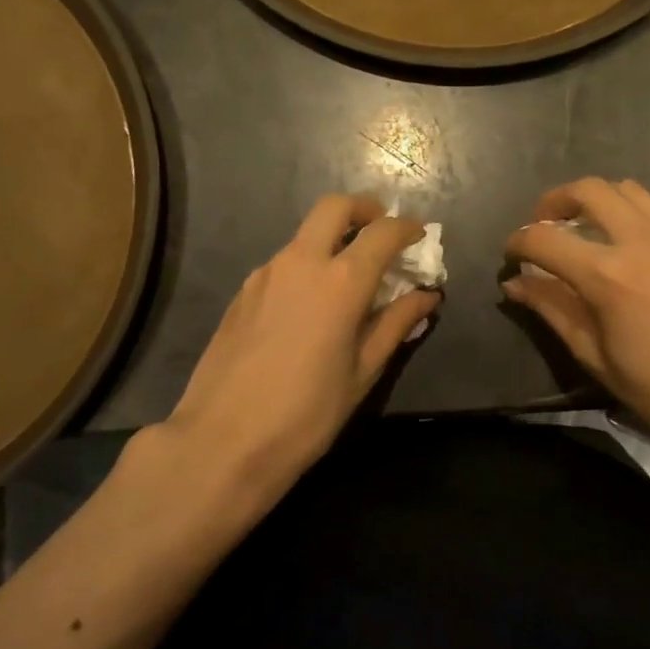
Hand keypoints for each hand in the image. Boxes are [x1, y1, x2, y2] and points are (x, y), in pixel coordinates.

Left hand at [164, 195, 438, 495]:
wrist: (222, 441)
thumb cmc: (306, 413)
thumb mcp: (362, 372)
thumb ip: (396, 324)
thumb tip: (427, 296)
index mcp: (340, 282)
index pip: (382, 232)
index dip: (407, 228)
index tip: (419, 236)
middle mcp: (300, 262)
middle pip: (335, 207)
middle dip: (365, 209)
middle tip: (381, 233)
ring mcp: (265, 274)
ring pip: (305, 234)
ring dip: (333, 239)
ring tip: (349, 279)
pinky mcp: (242, 292)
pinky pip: (284, 262)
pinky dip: (307, 265)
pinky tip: (311, 306)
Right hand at [503, 179, 649, 469]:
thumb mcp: (594, 356)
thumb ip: (552, 309)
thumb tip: (515, 284)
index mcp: (609, 276)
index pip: (545, 238)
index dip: (519, 241)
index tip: (512, 254)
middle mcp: (642, 241)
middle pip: (589, 189)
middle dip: (555, 201)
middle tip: (545, 225)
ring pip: (627, 190)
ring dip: (596, 200)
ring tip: (585, 229)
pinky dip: (630, 217)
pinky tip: (629, 251)